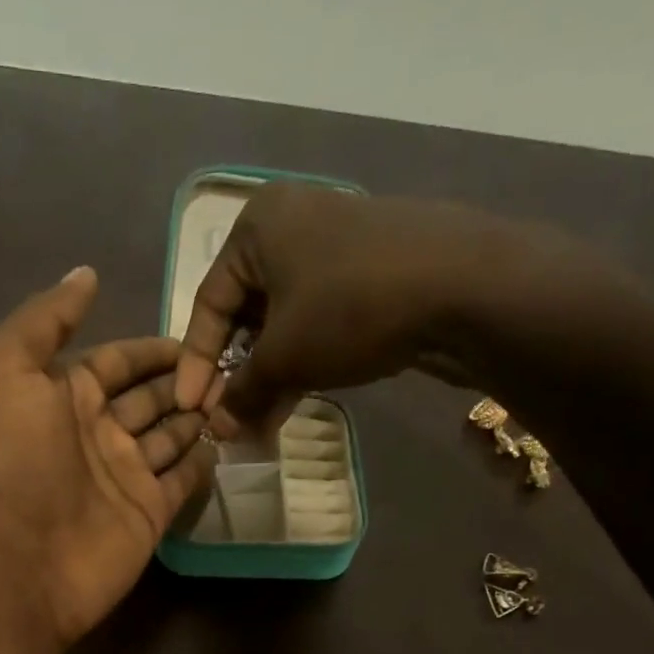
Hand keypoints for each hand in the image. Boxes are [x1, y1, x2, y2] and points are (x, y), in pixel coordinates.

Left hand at [0, 266, 215, 645]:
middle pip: (151, 397)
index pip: (119, 361)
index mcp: (65, 395)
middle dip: (186, 380)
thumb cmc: (13, 461)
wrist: (20, 561)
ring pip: (172, 435)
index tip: (202, 332)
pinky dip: (204, 460)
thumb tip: (87, 275)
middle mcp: (98, 433)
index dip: (154, 348)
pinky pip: (183, 479)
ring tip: (241, 394)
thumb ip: (45, 319)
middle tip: (233, 365)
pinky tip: (229, 439)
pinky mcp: (150, 513)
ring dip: (201, 415)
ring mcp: (126, 476)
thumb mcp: (5, 370)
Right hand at [174, 185, 644, 436]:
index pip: (207, 305)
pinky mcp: (367, 274)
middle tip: (226, 422)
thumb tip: (218, 428)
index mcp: (257, 227)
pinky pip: (316, 324)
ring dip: (266, 378)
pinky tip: (290, 405)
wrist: (462, 288)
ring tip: (257, 426)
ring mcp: (334, 249)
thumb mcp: (284, 356)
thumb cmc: (350, 308)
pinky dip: (300, 364)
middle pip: (245, 315)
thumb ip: (242, 392)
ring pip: (282, 324)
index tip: (191, 410)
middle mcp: (291, 226)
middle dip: (234, 376)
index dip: (196, 365)